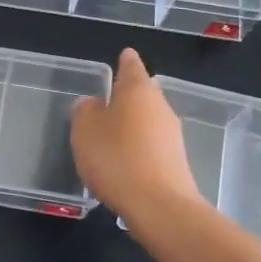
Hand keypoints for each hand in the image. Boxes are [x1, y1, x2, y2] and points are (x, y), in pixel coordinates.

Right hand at [71, 48, 202, 220]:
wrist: (158, 206)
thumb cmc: (116, 158)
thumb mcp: (85, 130)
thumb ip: (85, 110)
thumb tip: (93, 103)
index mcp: (138, 90)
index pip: (131, 66)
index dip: (125, 61)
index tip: (123, 55)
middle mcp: (160, 106)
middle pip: (143, 93)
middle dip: (127, 95)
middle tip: (106, 99)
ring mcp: (172, 135)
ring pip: (148, 119)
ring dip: (132, 123)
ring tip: (109, 134)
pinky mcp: (175, 161)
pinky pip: (151, 144)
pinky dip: (137, 146)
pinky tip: (122, 161)